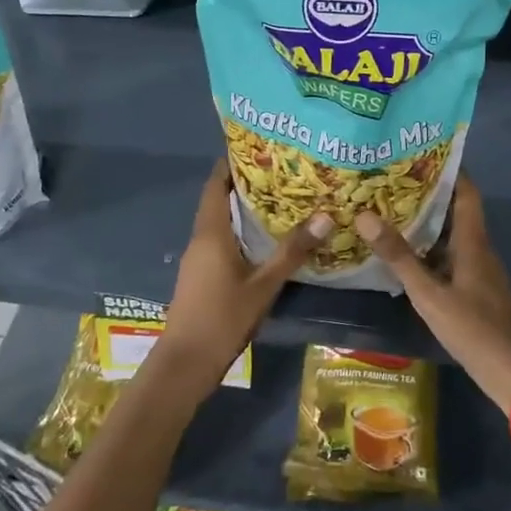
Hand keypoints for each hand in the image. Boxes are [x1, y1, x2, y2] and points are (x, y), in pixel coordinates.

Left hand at [157, 162, 328, 389]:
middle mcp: (201, 239)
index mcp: (211, 232)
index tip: (260, 146)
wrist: (185, 364)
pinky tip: (267, 238)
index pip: (215, 184)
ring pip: (221, 222)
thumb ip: (292, 251)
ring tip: (282, 198)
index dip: (233, 162)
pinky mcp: (201, 275)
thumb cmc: (222, 318)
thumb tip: (325, 215)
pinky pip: (222, 241)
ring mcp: (198, 258)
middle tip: (283, 171)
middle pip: (219, 200)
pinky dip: (242, 231)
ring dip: (245, 209)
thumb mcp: (264, 285)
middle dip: (247, 183)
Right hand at [355, 174, 510, 412]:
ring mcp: (480, 271)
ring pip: (453, 235)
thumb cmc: (473, 330)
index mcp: (474, 242)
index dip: (449, 169)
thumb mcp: (429, 294)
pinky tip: (407, 255)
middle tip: (392, 180)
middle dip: (429, 193)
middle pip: (457, 211)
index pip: (467, 192)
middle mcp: (480, 249)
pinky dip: (431, 248)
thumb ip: (399, 257)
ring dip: (428, 222)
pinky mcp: (477, 289)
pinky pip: (452, 256)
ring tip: (392, 210)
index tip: (420, 152)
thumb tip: (365, 215)